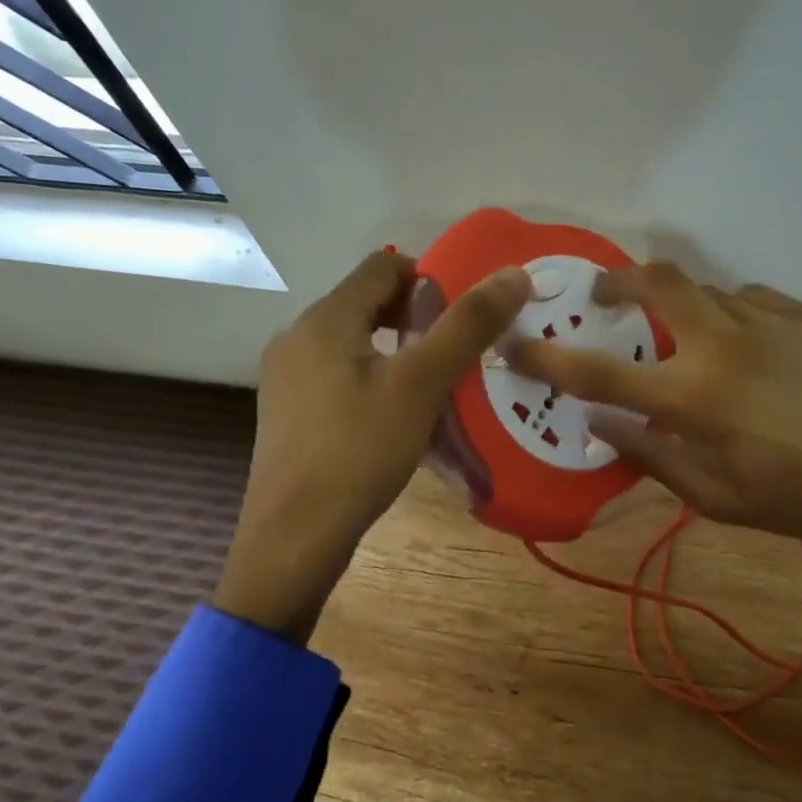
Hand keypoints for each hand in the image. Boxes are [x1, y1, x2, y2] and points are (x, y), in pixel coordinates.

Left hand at [216, 251, 531, 640]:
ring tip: (432, 382)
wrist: (295, 536)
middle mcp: (297, 336)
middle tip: (455, 350)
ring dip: (395, 348)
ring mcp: (286, 376)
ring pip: (353, 340)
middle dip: (415, 316)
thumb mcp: (421, 384)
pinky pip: (338, 372)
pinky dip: (372, 376)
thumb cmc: (359, 451)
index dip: (429, 277)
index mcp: (325, 319)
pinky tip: (394, 414)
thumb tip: (515, 274)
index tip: (463, 315)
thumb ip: (468, 326)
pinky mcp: (288, 410)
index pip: (383, 266)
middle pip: (366, 301)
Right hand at [508, 266, 801, 576]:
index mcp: (693, 396)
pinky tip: (746, 345)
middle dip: (617, 281)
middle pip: (656, 282)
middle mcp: (723, 344)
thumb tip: (604, 423)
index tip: (514, 344)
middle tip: (604, 298)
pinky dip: (732, 315)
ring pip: (705, 289)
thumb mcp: (716, 498)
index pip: (598, 371)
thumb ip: (653, 456)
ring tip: (687, 339)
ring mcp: (769, 321)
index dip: (546, 357)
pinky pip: (752, 299)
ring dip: (681, 307)